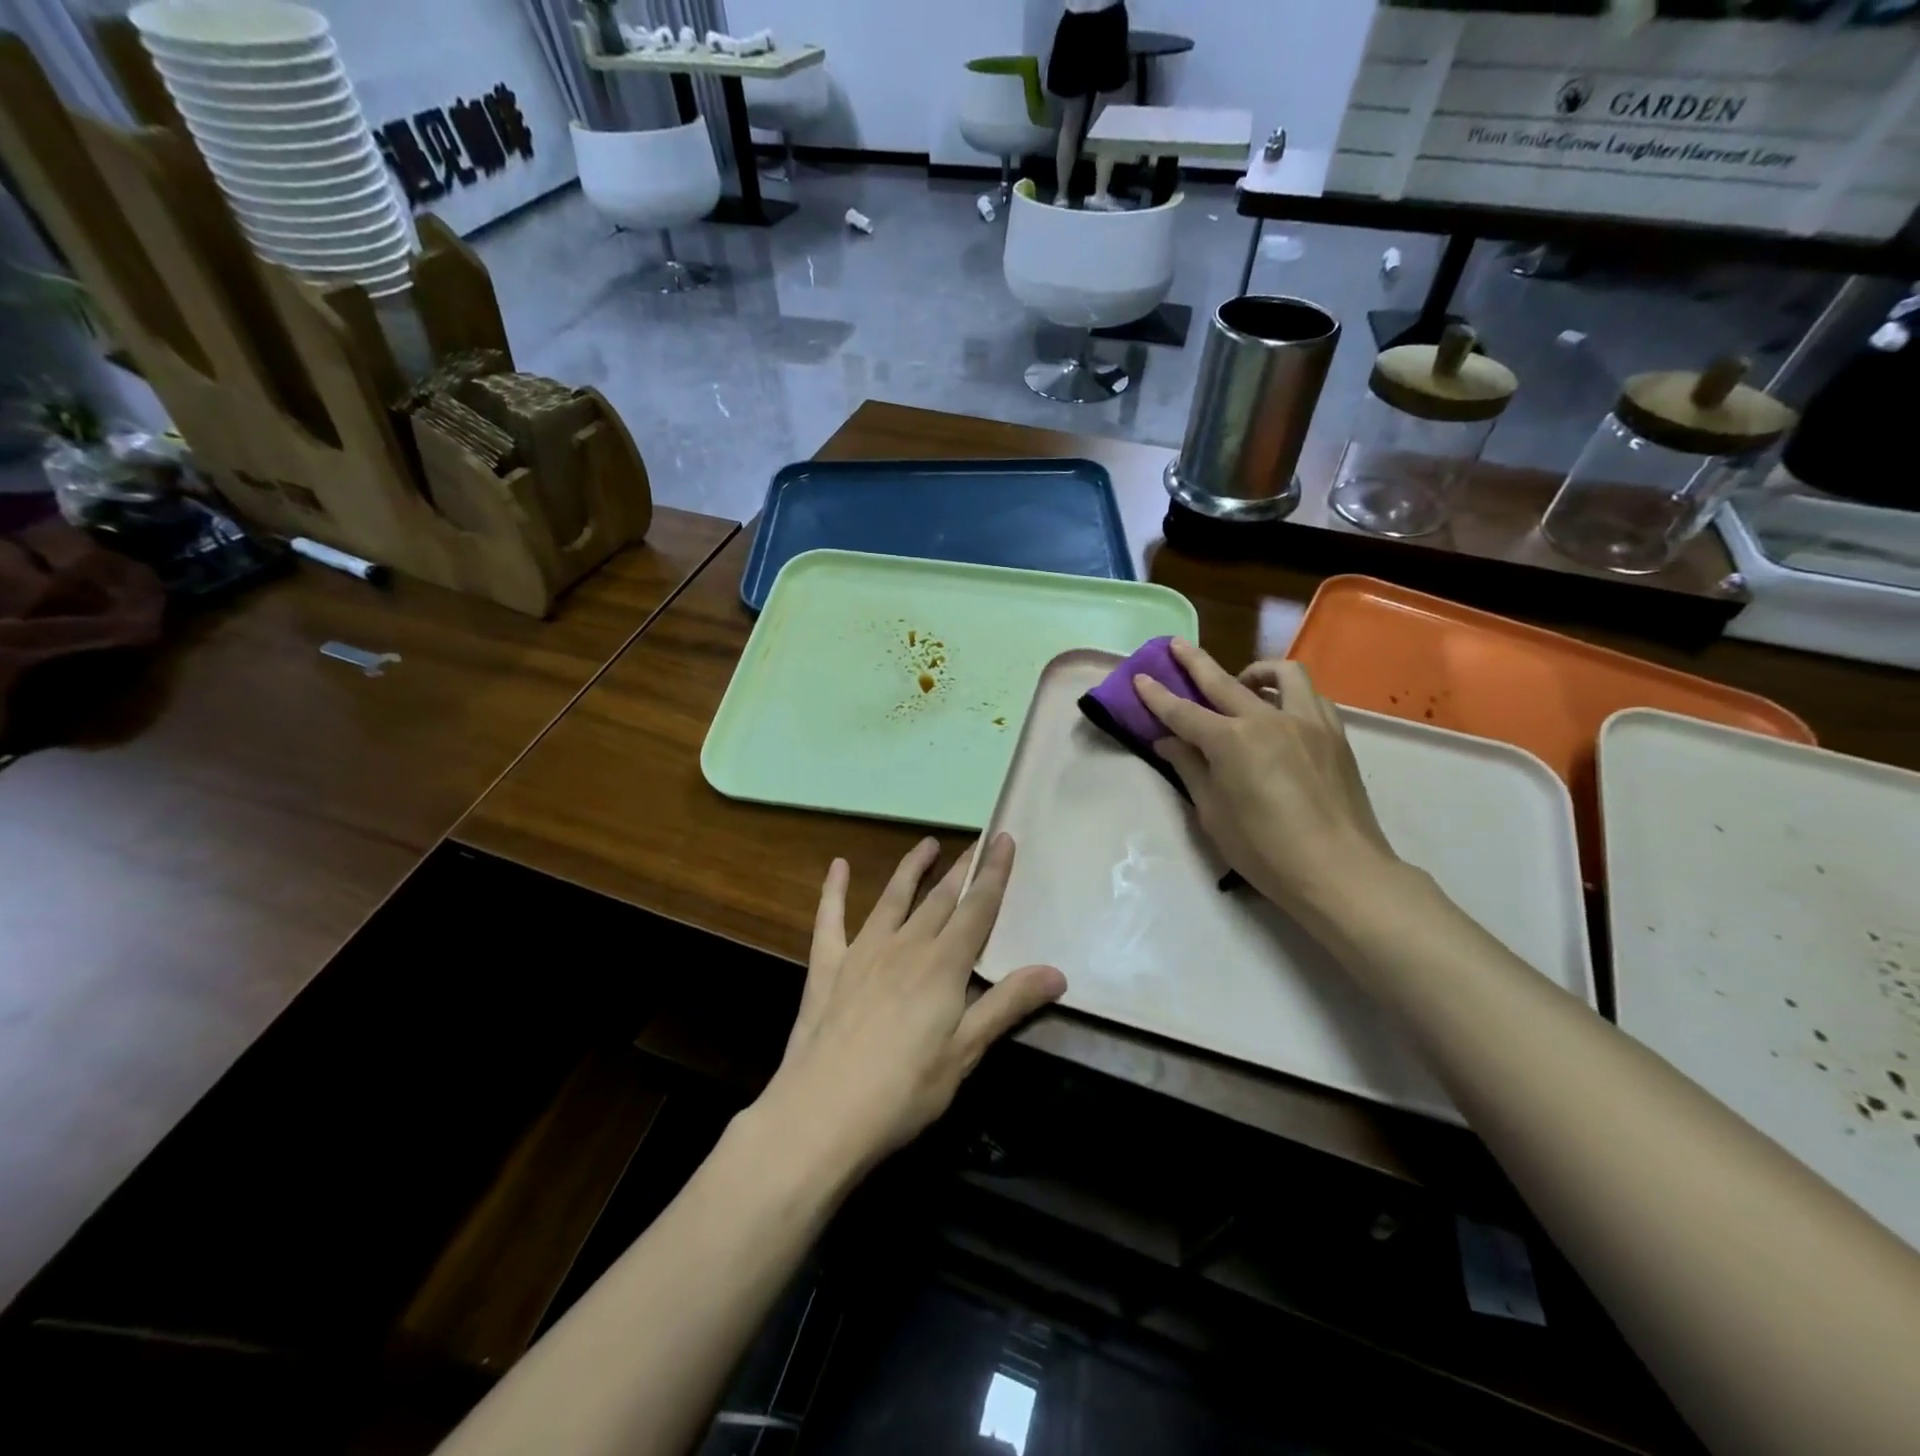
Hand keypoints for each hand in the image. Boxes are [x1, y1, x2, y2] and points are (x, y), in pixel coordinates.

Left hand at [759, 834, 1065, 1177]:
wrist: (822, 1113)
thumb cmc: (904, 1090)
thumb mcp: (965, 1052)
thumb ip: (1008, 1004)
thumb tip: (1057, 971)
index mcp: (943, 965)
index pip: (977, 909)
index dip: (993, 874)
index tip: (1004, 839)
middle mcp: (905, 945)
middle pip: (940, 898)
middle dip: (961, 869)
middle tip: (976, 843)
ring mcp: (862, 951)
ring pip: (893, 897)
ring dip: (912, 868)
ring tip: (927, 844)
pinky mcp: (827, 966)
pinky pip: (830, 918)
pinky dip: (834, 890)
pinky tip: (838, 865)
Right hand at [1133, 639, 1402, 923]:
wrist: (1339, 870)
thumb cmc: (1265, 850)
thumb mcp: (1213, 814)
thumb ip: (1190, 769)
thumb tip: (1169, 741)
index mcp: (1231, 741)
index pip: (1183, 712)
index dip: (1158, 696)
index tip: (1140, 678)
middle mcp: (1267, 719)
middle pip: (1224, 681)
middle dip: (1194, 661)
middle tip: (1176, 645)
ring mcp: (1307, 722)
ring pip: (1282, 674)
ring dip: (1255, 670)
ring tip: (1243, 681)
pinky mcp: (1334, 734)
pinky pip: (1311, 696)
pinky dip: (1290, 693)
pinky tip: (1282, 711)